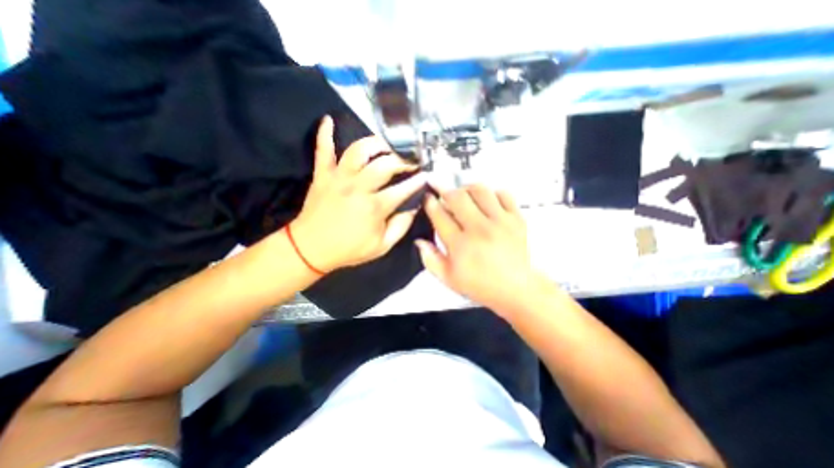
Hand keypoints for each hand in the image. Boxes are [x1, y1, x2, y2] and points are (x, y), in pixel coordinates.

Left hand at [291, 113, 424, 272]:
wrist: (310, 249)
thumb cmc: (349, 249)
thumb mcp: (382, 246)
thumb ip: (401, 226)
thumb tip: (413, 206)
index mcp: (374, 207)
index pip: (403, 189)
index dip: (417, 181)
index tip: (426, 175)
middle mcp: (358, 187)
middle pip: (385, 164)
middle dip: (402, 160)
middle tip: (410, 161)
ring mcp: (338, 178)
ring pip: (358, 150)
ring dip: (375, 143)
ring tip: (386, 145)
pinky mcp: (322, 175)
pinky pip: (322, 149)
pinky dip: (325, 134)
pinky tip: (329, 120)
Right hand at [418, 184, 548, 314]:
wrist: (516, 289)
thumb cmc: (481, 285)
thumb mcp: (448, 278)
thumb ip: (430, 259)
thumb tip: (419, 241)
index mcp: (460, 245)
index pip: (439, 215)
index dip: (430, 203)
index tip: (428, 198)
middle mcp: (479, 229)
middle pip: (457, 196)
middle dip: (444, 190)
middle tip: (442, 192)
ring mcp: (500, 222)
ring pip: (479, 190)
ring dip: (467, 189)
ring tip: (464, 195)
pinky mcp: (516, 219)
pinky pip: (503, 194)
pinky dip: (492, 193)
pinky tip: (487, 202)